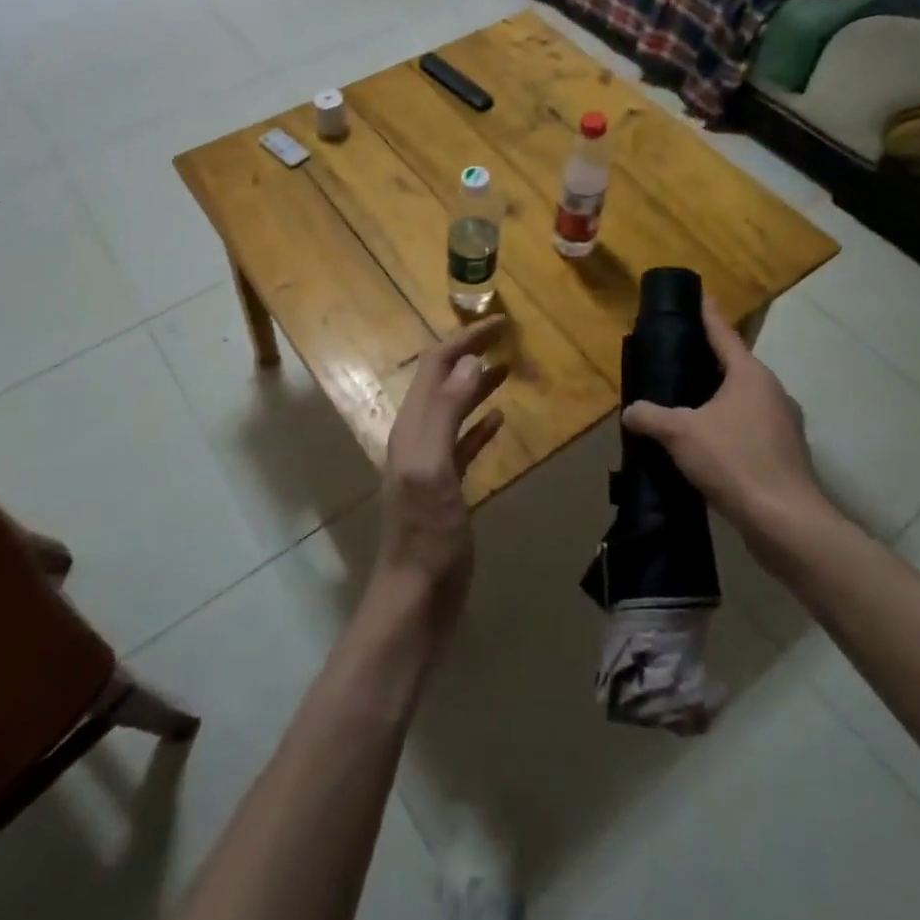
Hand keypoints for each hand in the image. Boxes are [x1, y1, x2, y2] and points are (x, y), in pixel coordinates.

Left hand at [376, 316, 509, 628]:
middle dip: (470, 354)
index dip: (464, 340)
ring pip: (454, 407)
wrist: (416, 596)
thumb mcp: (433, 466)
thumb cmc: (425, 533)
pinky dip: (479, 422)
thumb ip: (446, 411)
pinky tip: (499, 418)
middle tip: (506, 338)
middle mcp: (417, 435)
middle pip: (442, 380)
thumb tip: (469, 361)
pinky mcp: (445, 486)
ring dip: (476, 384)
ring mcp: (430, 461)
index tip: (499, 323)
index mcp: (412, 425)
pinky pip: (463, 441)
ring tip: (507, 368)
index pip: (435, 366)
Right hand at [622, 299, 834, 541]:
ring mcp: (782, 425)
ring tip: (685, 404)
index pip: (723, 334)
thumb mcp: (680, 433)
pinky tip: (705, 445)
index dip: (708, 314)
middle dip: (708, 361)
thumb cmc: (734, 461)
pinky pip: (748, 428)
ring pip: (742, 400)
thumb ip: (650, 416)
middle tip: (677, 356)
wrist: (785, 522)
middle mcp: (772, 392)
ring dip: (717, 399)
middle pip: (734, 367)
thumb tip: (630, 411)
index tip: (700, 295)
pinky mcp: (784, 454)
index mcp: (750, 375)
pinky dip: (727, 427)